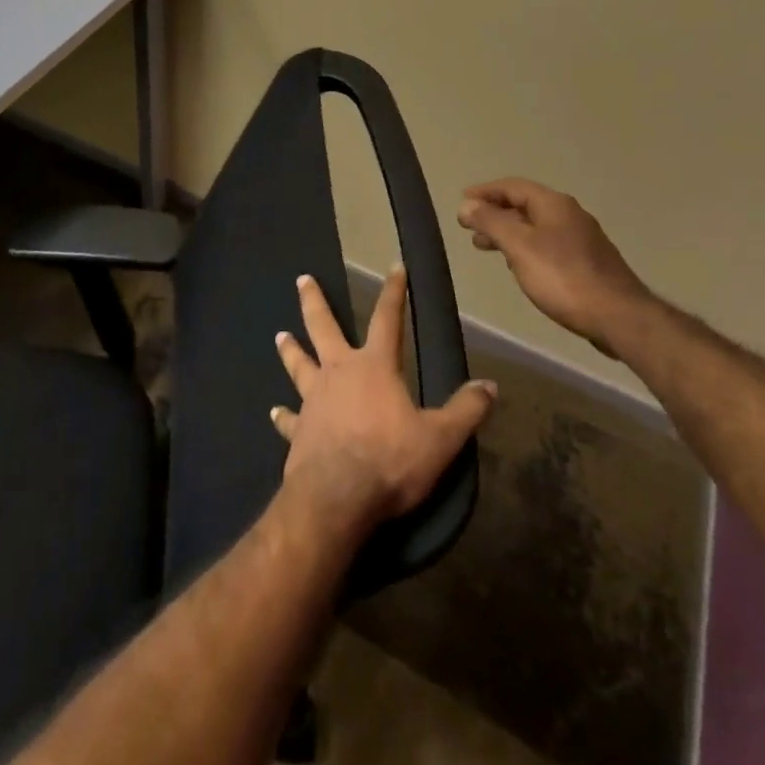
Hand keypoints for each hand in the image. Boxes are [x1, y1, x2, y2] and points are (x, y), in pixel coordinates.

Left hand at [271, 266, 496, 542]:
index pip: (387, 319)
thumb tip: (490, 386)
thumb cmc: (390, 461)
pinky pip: (288, 419)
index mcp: (374, 367)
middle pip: (323, 327)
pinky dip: (282, 415)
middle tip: (301, 278)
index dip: (394, 292)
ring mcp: (313, 399)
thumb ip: (465, 411)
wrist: (337, 497)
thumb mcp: (440, 439)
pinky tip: (274, 412)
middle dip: (314, 301)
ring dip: (290, 350)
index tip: (395, 266)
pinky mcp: (298, 430)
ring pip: (299, 364)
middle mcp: (338, 372)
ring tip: (279, 335)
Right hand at [457, 178, 652, 355]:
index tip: (462, 202)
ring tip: (486, 247)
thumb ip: (491, 222)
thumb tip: (466, 205)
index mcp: (554, 204)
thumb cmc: (563, 277)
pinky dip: (525, 247)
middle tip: (469, 227)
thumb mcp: (519, 246)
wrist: (619, 317)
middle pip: (525, 205)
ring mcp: (582, 239)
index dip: (485, 192)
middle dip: (495, 213)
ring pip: (536, 227)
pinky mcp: (588, 263)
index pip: (513, 186)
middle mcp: (570, 215)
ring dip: (508, 232)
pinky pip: (547, 245)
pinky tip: (518, 265)